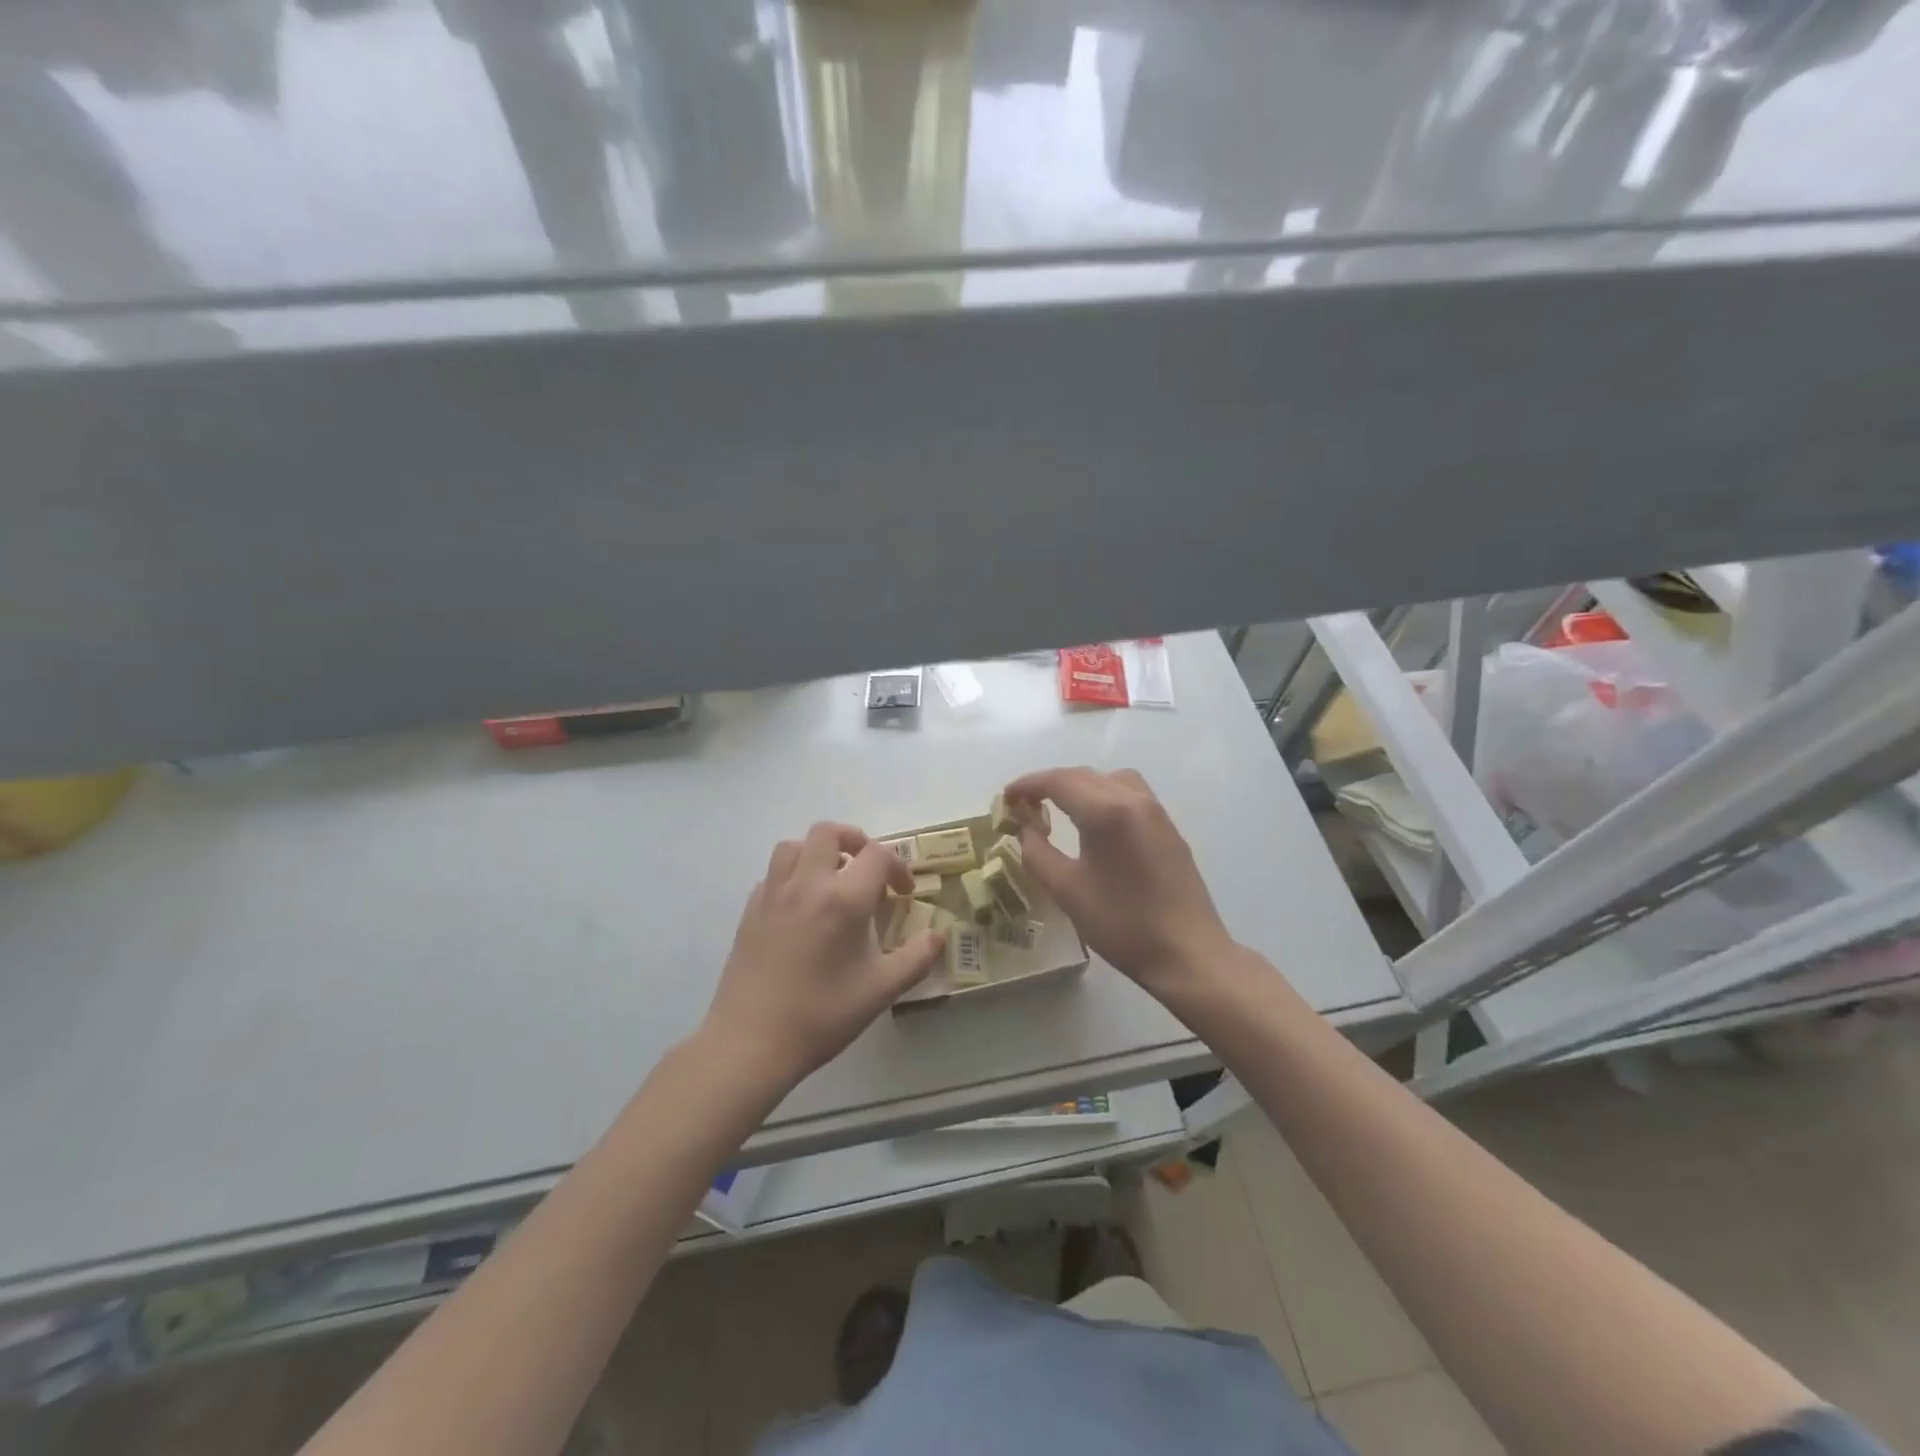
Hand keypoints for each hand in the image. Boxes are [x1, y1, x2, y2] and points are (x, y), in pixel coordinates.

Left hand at [701, 823, 946, 1091]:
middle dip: (854, 840)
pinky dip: (792, 876)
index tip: (904, 893)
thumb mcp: (881, 990)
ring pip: (794, 845)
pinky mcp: (750, 910)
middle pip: (828, 832)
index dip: (898, 866)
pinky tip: (801, 907)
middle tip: (867, 869)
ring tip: (832, 879)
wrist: (751, 1042)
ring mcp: (773, 894)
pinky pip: (773, 874)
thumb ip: (916, 958)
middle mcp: (807, 884)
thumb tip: (937, 936)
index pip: (877, 855)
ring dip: (818, 852)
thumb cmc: (822, 1015)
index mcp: (843, 899)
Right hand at [1003, 767, 1234, 997]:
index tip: (1005, 797)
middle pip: (1083, 776)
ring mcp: (1156, 811)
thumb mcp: (1067, 891)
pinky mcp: (1168, 828)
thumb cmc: (1122, 924)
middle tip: (1023, 804)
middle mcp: (1133, 799)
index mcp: (1106, 812)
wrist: (1188, 953)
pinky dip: (1103, 794)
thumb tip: (1025, 829)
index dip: (1027, 785)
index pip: (1058, 781)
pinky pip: (1130, 793)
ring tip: (1059, 807)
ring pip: (1110, 779)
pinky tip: (1095, 822)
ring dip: (1080, 785)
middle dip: (1049, 784)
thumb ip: (1037, 853)